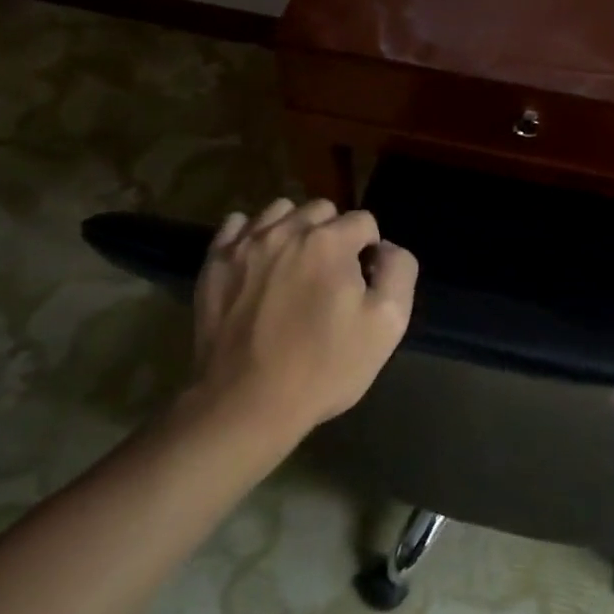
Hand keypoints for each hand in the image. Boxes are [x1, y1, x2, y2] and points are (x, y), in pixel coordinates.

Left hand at [185, 198, 417, 440]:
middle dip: (332, 235)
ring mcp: (244, 244)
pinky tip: (258, 264)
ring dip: (293, 230)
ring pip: (279, 211)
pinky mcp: (214, 263)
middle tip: (329, 278)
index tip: (361, 286)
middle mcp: (285, 230)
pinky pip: (236, 226)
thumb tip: (384, 249)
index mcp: (329, 241)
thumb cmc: (324, 366)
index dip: (369, 251)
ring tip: (293, 268)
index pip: (364, 221)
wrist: (246, 403)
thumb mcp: (387, 324)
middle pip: (321, 210)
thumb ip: (398, 270)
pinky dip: (251, 236)